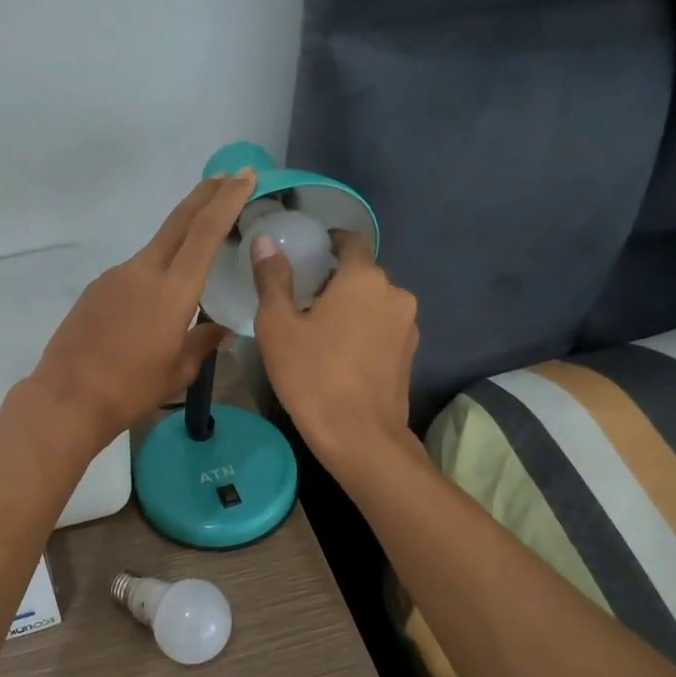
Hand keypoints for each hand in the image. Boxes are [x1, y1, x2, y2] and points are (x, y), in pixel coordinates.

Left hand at [27, 171, 257, 448]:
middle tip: (228, 178)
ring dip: (179, 242)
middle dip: (205, 196)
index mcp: (172, 291)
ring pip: (155, 249)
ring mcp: (115, 277)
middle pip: (178, 222)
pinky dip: (153, 273)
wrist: (66, 399)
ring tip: (197, 257)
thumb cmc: (130, 390)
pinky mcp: (96, 289)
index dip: (227, 201)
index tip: (244, 176)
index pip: (205, 233)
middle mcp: (142, 272)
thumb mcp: (177, 372)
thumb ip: (202, 343)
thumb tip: (221, 330)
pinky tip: (153, 303)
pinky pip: (134, 273)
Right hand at [252, 230, 419, 473]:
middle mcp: (394, 293)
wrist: (359, 436)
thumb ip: (272, 279)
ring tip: (320, 330)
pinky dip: (363, 329)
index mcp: (363, 278)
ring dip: (351, 307)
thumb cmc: (312, 375)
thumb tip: (265, 241)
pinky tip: (340, 353)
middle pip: (362, 274)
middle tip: (301, 299)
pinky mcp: (410, 353)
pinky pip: (383, 327)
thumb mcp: (278, 326)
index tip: (307, 254)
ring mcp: (408, 325)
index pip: (350, 241)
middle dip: (335, 280)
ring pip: (374, 302)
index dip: (329, 242)